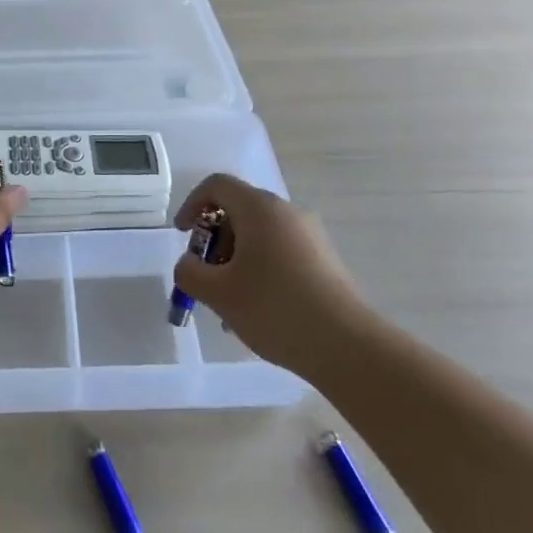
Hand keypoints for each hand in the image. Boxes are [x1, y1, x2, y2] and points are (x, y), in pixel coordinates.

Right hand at [170, 173, 368, 375]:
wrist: (348, 346)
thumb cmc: (275, 309)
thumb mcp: (218, 293)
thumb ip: (189, 272)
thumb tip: (190, 264)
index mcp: (259, 208)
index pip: (217, 185)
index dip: (192, 204)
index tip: (183, 236)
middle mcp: (287, 212)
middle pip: (239, 211)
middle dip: (215, 241)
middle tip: (206, 277)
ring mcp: (310, 235)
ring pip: (260, 236)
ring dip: (236, 261)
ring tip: (231, 305)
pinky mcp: (325, 260)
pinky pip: (281, 253)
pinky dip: (261, 271)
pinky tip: (260, 311)